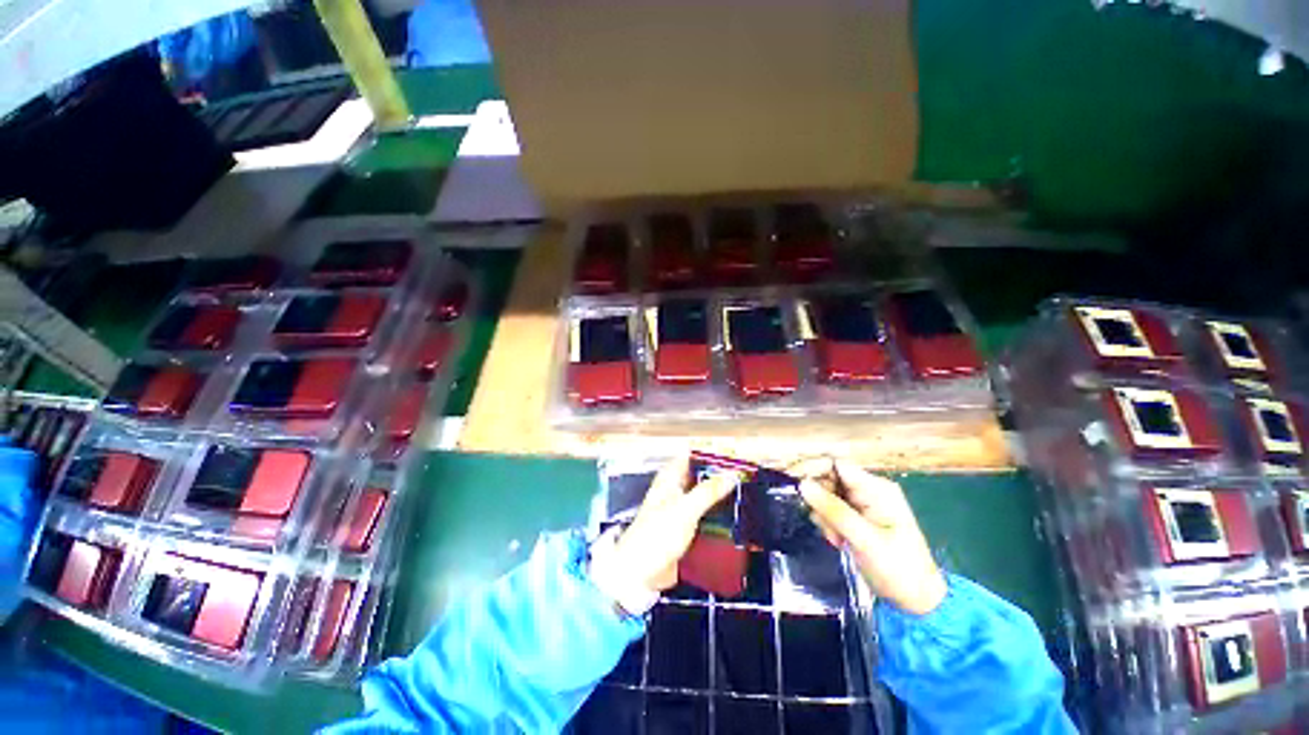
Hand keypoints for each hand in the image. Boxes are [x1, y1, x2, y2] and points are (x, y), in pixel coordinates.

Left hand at [599, 454, 740, 596]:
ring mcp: (680, 510)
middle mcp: (675, 490)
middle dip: (720, 475)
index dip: (711, 453)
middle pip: (700, 476)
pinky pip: (705, 516)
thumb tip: (731, 474)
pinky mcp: (685, 529)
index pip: (691, 456)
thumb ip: (708, 491)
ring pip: (704, 496)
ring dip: (720, 496)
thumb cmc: (656, 536)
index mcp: (670, 478)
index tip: (734, 455)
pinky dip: (717, 514)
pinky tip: (735, 518)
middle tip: (746, 477)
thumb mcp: (685, 510)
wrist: (640, 574)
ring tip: (746, 494)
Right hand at [792, 457, 946, 615]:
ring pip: (827, 495)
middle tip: (823, 526)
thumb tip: (802, 484)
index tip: (794, 483)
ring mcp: (863, 503)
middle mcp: (868, 490)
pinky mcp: (857, 517)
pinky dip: (828, 523)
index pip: (836, 464)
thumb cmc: (898, 570)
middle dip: (820, 500)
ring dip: (824, 515)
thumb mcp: (864, 540)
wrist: (917, 602)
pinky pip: (832, 509)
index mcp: (876, 488)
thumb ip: (833, 510)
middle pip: (829, 478)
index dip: (813, 468)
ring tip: (836, 539)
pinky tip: (837, 541)